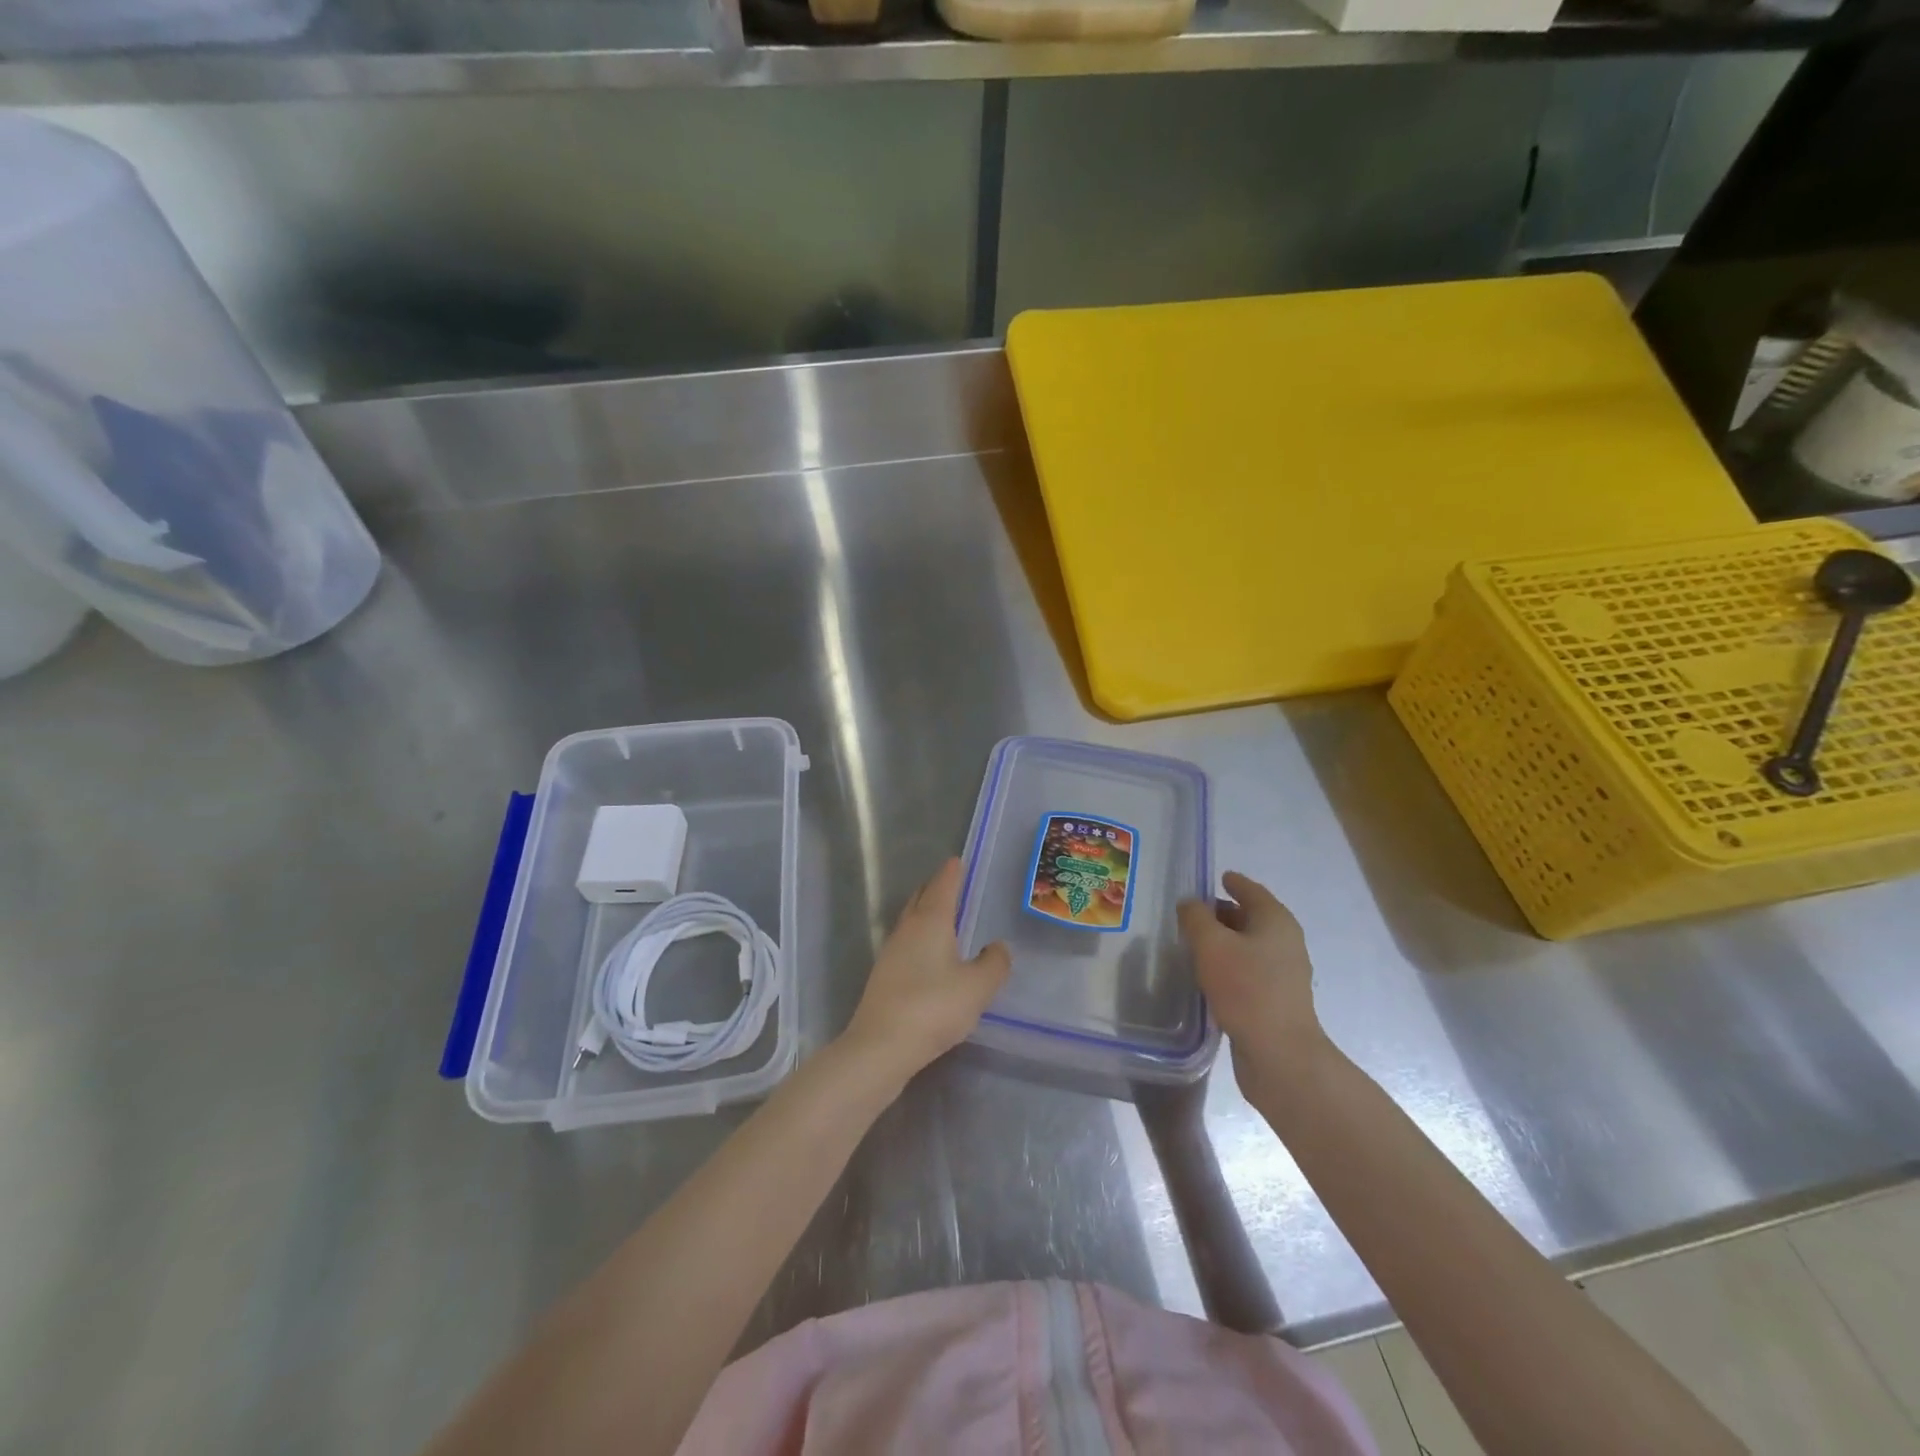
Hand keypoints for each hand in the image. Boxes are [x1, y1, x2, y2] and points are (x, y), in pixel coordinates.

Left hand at [841, 858, 1011, 1088]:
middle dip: (935, 889)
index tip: (957, 861)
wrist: (880, 1047)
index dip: (952, 872)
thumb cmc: (933, 1007)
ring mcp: (890, 953)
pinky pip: (906, 946)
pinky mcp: (883, 977)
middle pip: (920, 899)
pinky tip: (930, 958)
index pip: (942, 886)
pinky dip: (920, 940)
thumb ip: (994, 963)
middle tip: (952, 885)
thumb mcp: (977, 987)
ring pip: (910, 922)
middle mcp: (907, 930)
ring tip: (945, 919)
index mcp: (930, 921)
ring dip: (925, 915)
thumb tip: (998, 946)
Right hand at [1177, 871, 1325, 1100]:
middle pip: (1251, 918)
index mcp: (1276, 921)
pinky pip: (1248, 971)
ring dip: (1224, 942)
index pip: (1252, 891)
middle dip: (1224, 913)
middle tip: (1193, 913)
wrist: (1279, 1054)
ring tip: (1194, 943)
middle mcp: (1285, 943)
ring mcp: (1283, 974)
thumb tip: (1190, 904)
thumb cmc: (1246, 989)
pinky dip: (1229, 965)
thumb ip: (1196, 918)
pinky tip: (1207, 975)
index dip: (1234, 882)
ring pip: (1249, 946)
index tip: (1218, 877)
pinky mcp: (1275, 1001)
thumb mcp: (1211, 945)